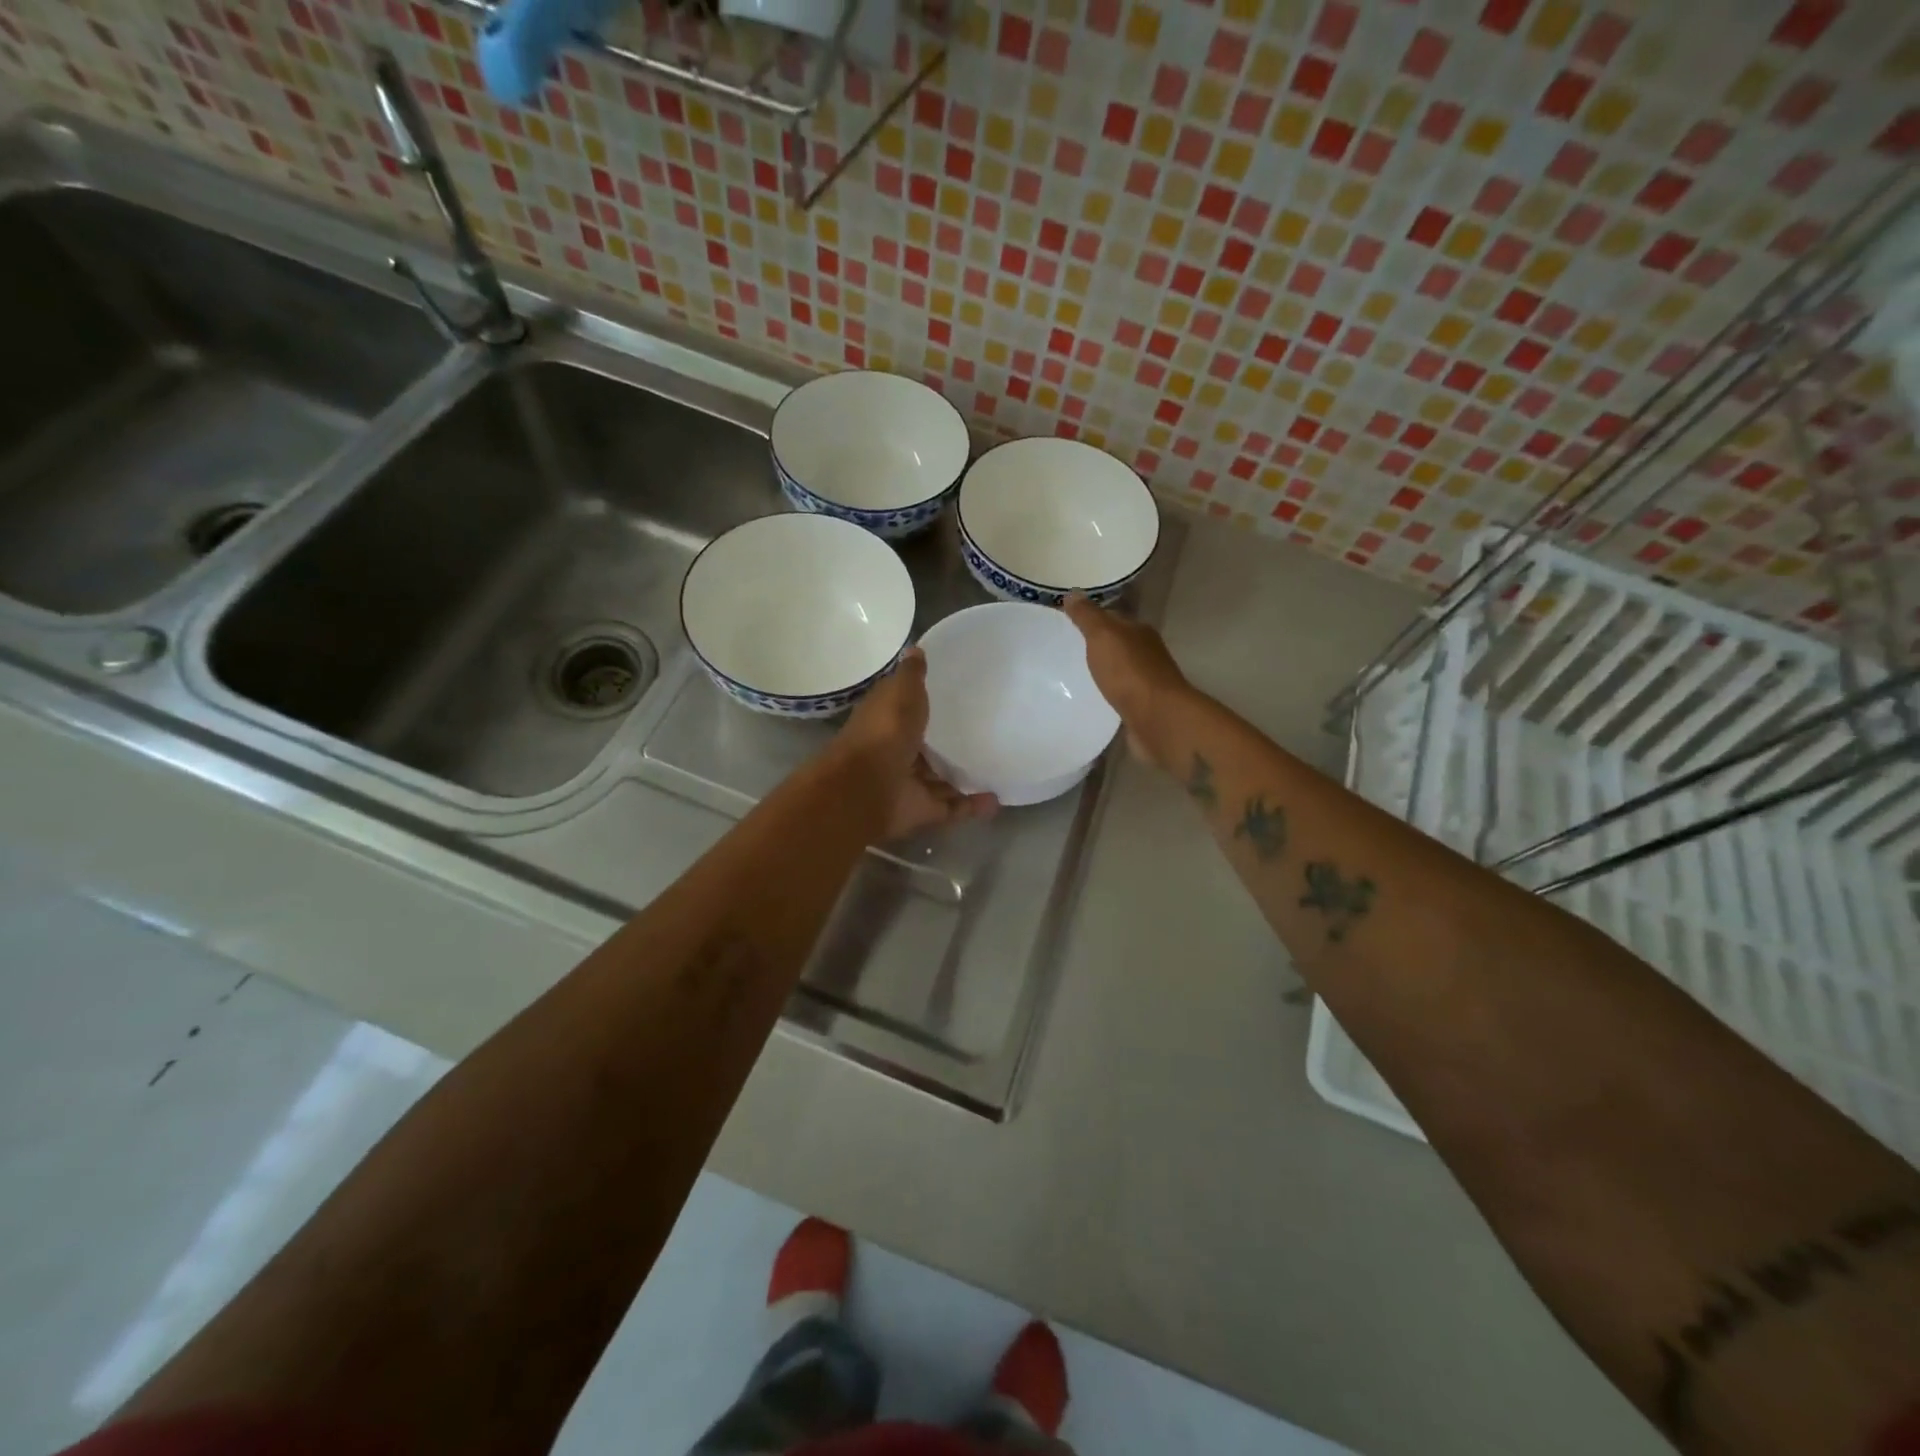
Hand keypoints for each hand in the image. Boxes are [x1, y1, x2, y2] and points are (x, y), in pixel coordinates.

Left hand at [833, 648, 997, 840]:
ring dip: (962, 778)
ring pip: (939, 781)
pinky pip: (952, 808)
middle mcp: (896, 754)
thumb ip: (911, 675)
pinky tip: (997, 800)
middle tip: (982, 735)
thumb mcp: (900, 693)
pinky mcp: (922, 811)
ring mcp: (909, 784)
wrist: (866, 788)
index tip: (952, 697)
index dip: (923, 705)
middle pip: (925, 750)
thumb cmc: (883, 732)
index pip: (906, 711)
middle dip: (946, 746)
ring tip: (995, 768)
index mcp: (886, 723)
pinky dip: (973, 806)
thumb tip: (915, 648)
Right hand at [1062, 593, 1190, 765]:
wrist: (1157, 719)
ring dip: (1101, 672)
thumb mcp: (1103, 636)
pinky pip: (1119, 695)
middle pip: (1116, 645)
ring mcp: (1146, 682)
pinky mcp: (1142, 708)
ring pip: (1118, 671)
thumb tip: (1072, 593)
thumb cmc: (1129, 672)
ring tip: (1072, 677)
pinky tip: (1091, 701)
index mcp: (1139, 632)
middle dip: (1094, 647)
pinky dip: (1107, 695)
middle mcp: (1146, 654)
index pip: (1112, 618)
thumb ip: (1087, 616)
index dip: (1090, 619)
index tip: (1065, 624)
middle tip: (1063, 652)